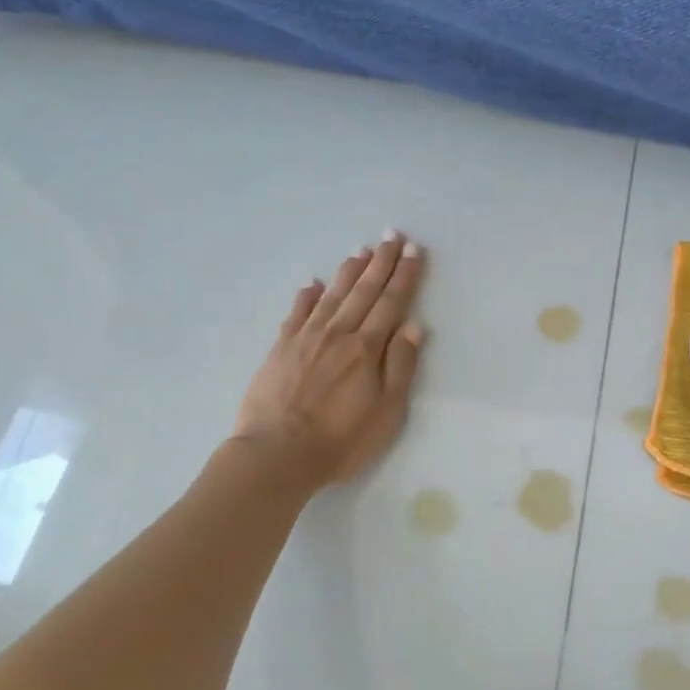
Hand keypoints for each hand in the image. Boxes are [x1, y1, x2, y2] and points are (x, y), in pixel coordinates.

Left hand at [229, 231, 426, 487]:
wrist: (276, 455)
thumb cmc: (340, 439)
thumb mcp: (386, 410)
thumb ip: (400, 365)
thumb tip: (414, 325)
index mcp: (366, 348)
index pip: (391, 303)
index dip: (405, 276)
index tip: (414, 250)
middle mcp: (338, 333)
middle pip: (363, 291)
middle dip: (381, 262)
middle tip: (392, 235)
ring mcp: (306, 338)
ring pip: (332, 295)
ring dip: (348, 271)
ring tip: (361, 250)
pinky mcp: (280, 349)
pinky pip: (296, 313)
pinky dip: (306, 296)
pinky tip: (312, 283)